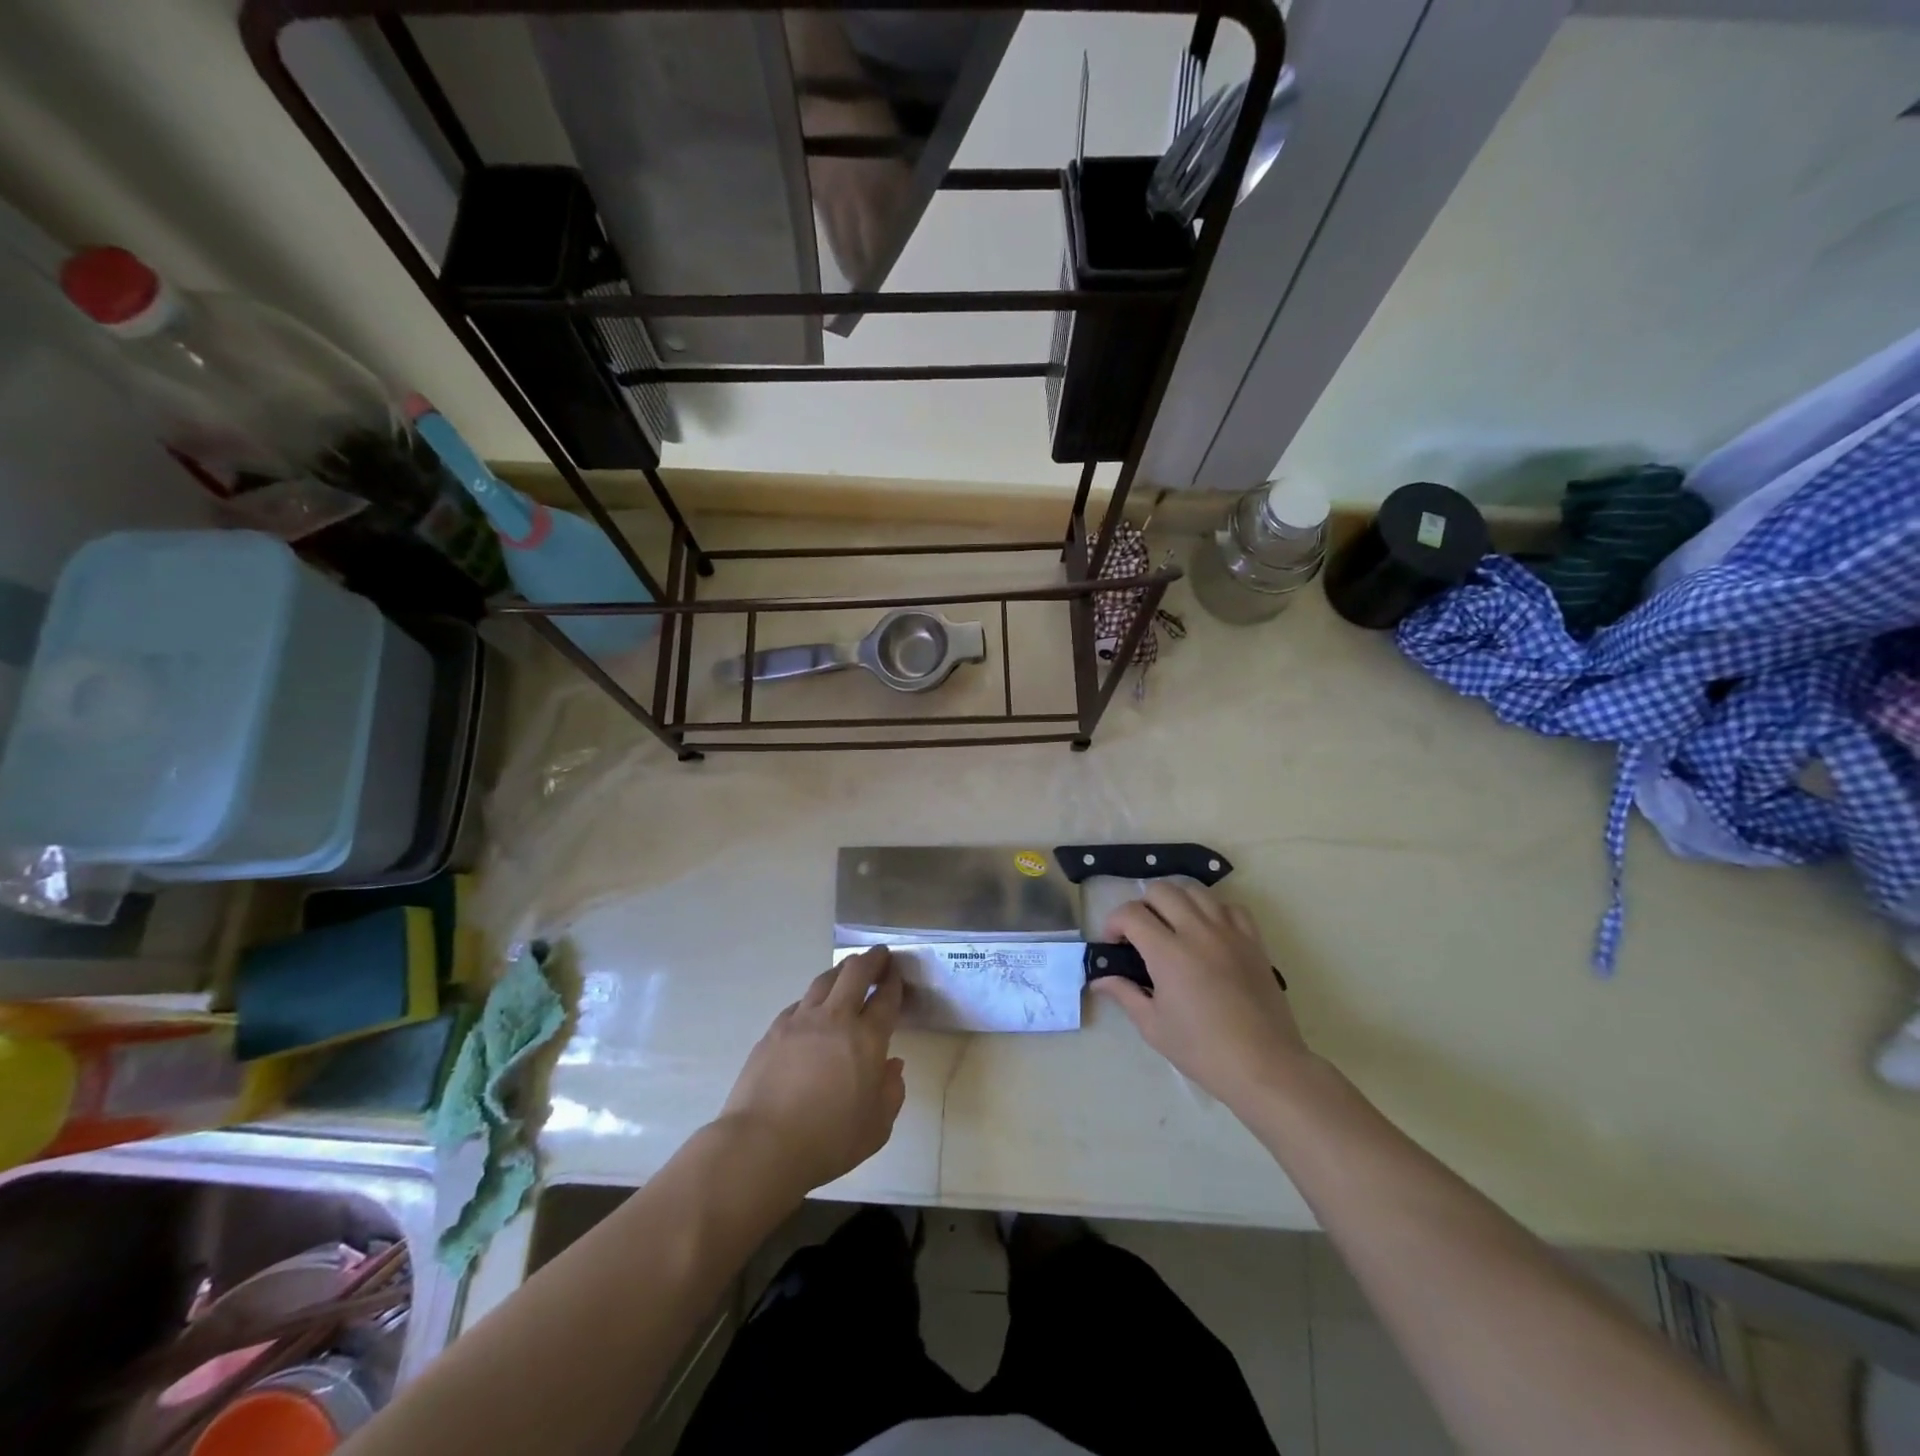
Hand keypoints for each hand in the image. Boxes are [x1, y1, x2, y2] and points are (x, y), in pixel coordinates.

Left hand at [719, 948, 905, 1194]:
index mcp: (867, 1039)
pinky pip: (799, 1003)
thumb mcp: (876, 1128)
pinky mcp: (774, 1030)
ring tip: (847, 970)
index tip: (896, 975)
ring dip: (841, 970)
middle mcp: (835, 1019)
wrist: (761, 1146)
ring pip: (824, 980)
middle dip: (871, 960)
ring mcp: (801, 1021)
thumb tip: (892, 1065)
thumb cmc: (828, 1141)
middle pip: (855, 973)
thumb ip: (891, 1092)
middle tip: (879, 955)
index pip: (886, 998)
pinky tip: (813, 1008)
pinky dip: (812, 999)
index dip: (894, 983)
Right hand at [1092, 883, 1310, 1114]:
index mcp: (1168, 953)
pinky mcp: (1253, 941)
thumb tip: (1100, 979)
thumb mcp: (1153, 1026)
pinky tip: (1209, 932)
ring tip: (1173, 926)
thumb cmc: (1202, 1050)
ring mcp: (1229, 932)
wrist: (1264, 1066)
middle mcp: (1197, 932)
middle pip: (1161, 890)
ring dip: (1176, 901)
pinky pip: (1230, 907)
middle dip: (1142, 905)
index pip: (1131, 913)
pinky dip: (1213, 910)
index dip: (1114, 922)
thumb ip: (1125, 994)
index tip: (1113, 942)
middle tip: (1141, 933)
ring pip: (1195, 890)